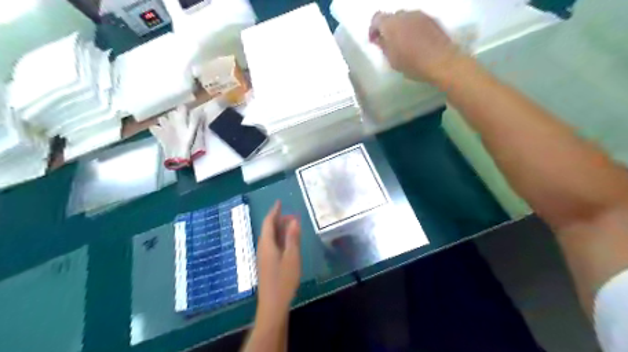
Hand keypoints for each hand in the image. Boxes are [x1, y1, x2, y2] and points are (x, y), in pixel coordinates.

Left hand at [258, 200, 301, 316]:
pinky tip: (288, 242)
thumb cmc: (284, 280)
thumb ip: (293, 238)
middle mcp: (262, 248)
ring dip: (279, 229)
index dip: (274, 211)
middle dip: (278, 219)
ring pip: (270, 237)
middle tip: (292, 215)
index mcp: (267, 244)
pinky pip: (272, 245)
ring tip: (292, 225)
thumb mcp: (292, 257)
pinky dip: (280, 238)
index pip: (268, 222)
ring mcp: (263, 257)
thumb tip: (294, 220)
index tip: (279, 202)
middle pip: (268, 229)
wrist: (273, 305)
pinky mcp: (266, 264)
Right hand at [369, 11, 461, 84]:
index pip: (376, 19)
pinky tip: (416, 42)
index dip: (373, 29)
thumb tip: (379, 39)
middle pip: (392, 17)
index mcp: (391, 24)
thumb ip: (383, 46)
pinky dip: (413, 29)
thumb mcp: (392, 60)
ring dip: (401, 28)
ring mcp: (420, 15)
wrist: (441, 61)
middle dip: (388, 28)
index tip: (374, 41)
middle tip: (389, 43)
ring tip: (404, 43)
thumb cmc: (412, 63)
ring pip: (405, 18)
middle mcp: (405, 14)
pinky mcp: (432, 19)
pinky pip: (417, 21)